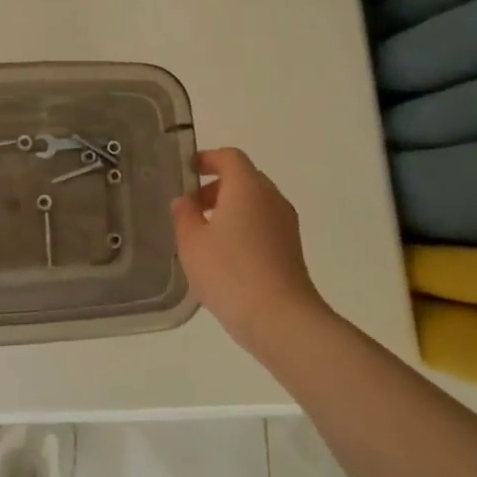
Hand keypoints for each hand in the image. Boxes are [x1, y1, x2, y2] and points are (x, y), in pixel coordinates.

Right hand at [171, 148, 327, 352]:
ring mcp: (286, 224)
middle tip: (190, 208)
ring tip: (203, 235)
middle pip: (244, 179)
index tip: (188, 170)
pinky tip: (224, 256)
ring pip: (255, 203)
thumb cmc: (229, 272)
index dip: (207, 159)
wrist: (280, 318)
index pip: (230, 158)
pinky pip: (263, 225)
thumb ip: (184, 215)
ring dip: (229, 209)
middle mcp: (271, 198)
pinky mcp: (291, 248)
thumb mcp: (191, 243)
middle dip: (216, 187)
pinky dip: (243, 228)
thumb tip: (185, 200)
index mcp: (247, 187)